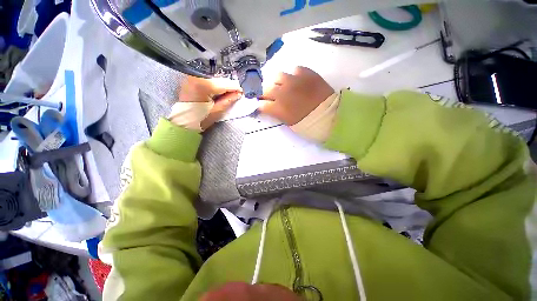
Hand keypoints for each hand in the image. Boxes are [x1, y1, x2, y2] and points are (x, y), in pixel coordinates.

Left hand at [172, 76, 241, 130]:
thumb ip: (228, 101)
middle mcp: (197, 77)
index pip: (225, 84)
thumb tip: (238, 93)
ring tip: (227, 94)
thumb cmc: (199, 119)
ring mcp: (192, 77)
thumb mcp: (217, 111)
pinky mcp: (190, 80)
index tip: (241, 92)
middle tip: (235, 94)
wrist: (181, 122)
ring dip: (222, 86)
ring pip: (214, 79)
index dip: (235, 88)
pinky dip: (214, 86)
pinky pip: (207, 80)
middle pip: (219, 80)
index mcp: (204, 85)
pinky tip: (217, 92)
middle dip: (228, 87)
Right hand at [259, 67, 333, 125]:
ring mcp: (294, 81)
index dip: (260, 105)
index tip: (262, 105)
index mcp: (278, 108)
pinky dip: (294, 76)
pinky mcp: (306, 73)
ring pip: (278, 75)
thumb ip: (278, 114)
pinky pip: (295, 70)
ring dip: (278, 82)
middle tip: (270, 96)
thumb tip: (272, 107)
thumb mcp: (289, 123)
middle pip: (266, 89)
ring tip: (283, 86)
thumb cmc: (309, 124)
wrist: (330, 116)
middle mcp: (282, 92)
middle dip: (265, 93)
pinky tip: (297, 81)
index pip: (261, 104)